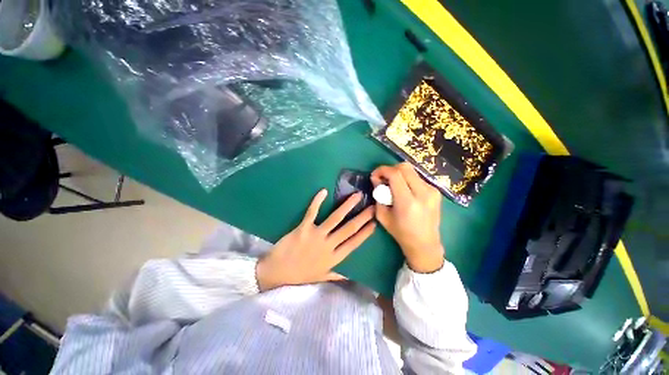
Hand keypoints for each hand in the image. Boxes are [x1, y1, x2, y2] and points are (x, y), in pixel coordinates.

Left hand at [256, 189, 375, 290]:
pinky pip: (312, 212)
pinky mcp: (303, 228)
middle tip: (372, 206)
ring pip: (335, 218)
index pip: (354, 243)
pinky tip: (324, 191)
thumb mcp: (321, 277)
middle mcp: (328, 245)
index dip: (365, 233)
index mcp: (334, 258)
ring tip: (357, 196)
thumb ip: (337, 275)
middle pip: (349, 229)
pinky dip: (318, 201)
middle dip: (362, 217)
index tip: (375, 223)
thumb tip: (350, 275)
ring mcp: (316, 236)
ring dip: (347, 206)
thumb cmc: (300, 275)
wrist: (277, 272)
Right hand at [371, 163, 444, 272]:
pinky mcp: (436, 191)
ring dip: (399, 174)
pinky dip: (407, 179)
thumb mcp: (383, 216)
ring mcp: (432, 191)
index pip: (395, 174)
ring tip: (393, 185)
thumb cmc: (401, 232)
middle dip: (390, 169)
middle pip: (405, 167)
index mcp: (408, 202)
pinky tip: (404, 189)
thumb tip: (376, 179)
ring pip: (412, 171)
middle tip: (383, 178)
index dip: (382, 170)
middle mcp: (423, 193)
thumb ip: (378, 195)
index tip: (374, 175)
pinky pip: (418, 177)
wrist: (425, 243)